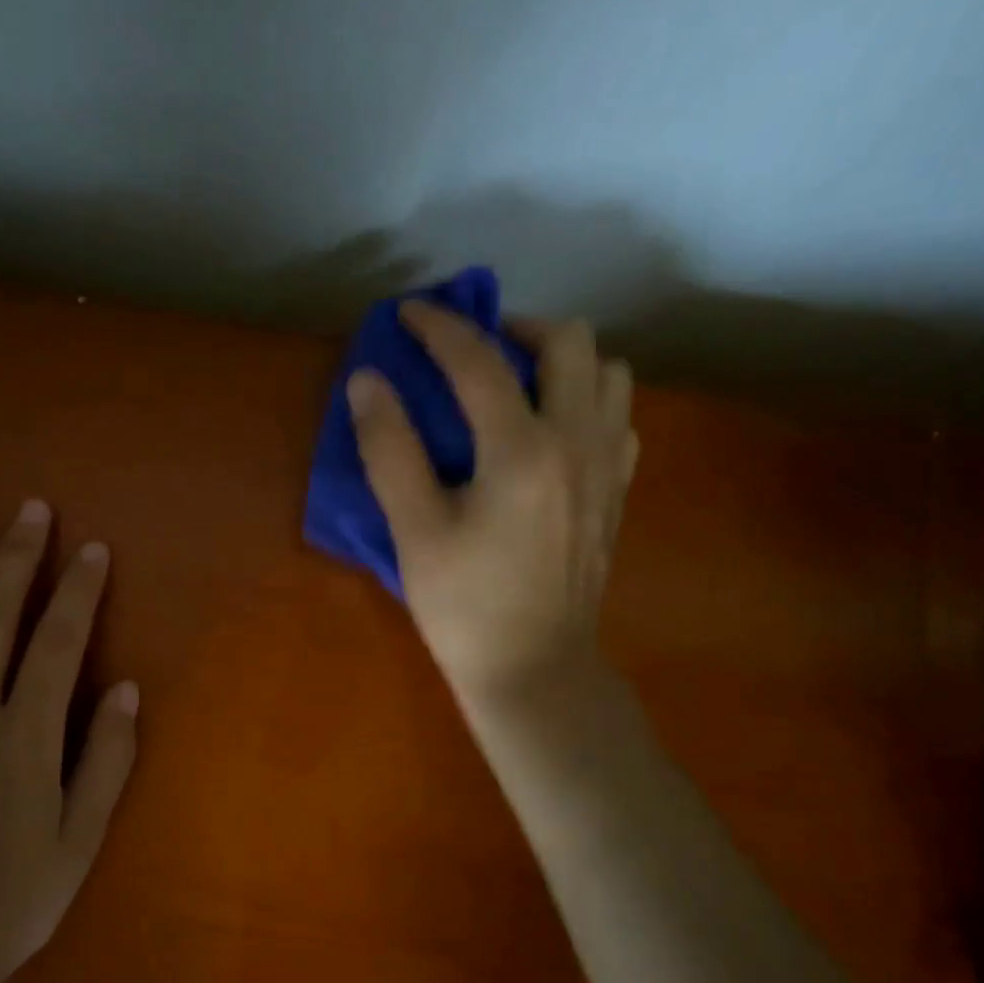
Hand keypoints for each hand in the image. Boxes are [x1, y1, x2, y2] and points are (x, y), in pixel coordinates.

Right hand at [348, 302, 638, 699]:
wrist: (535, 670)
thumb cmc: (465, 606)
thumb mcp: (414, 530)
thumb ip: (389, 449)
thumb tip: (366, 381)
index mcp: (521, 450)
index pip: (479, 362)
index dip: (438, 328)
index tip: (408, 313)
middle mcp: (576, 442)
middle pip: (569, 341)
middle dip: (516, 329)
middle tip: (473, 353)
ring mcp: (606, 467)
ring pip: (608, 373)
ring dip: (561, 361)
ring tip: (518, 386)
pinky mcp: (615, 492)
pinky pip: (617, 418)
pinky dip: (586, 401)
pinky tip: (551, 431)